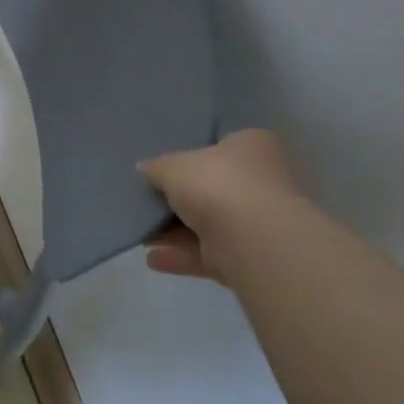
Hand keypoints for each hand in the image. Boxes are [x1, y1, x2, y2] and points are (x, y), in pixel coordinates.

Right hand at [138, 129, 300, 283]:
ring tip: (141, 231)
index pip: (221, 146)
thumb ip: (156, 167)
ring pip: (208, 224)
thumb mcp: (172, 166)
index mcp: (252, 147)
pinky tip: (151, 257)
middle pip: (213, 188)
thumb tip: (144, 168)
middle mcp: (261, 181)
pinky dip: (180, 255)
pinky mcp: (247, 257)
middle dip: (181, 198)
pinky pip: (207, 253)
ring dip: (175, 230)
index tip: (164, 165)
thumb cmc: (217, 184)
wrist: (252, 240)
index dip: (192, 155)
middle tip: (148, 198)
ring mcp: (257, 222)